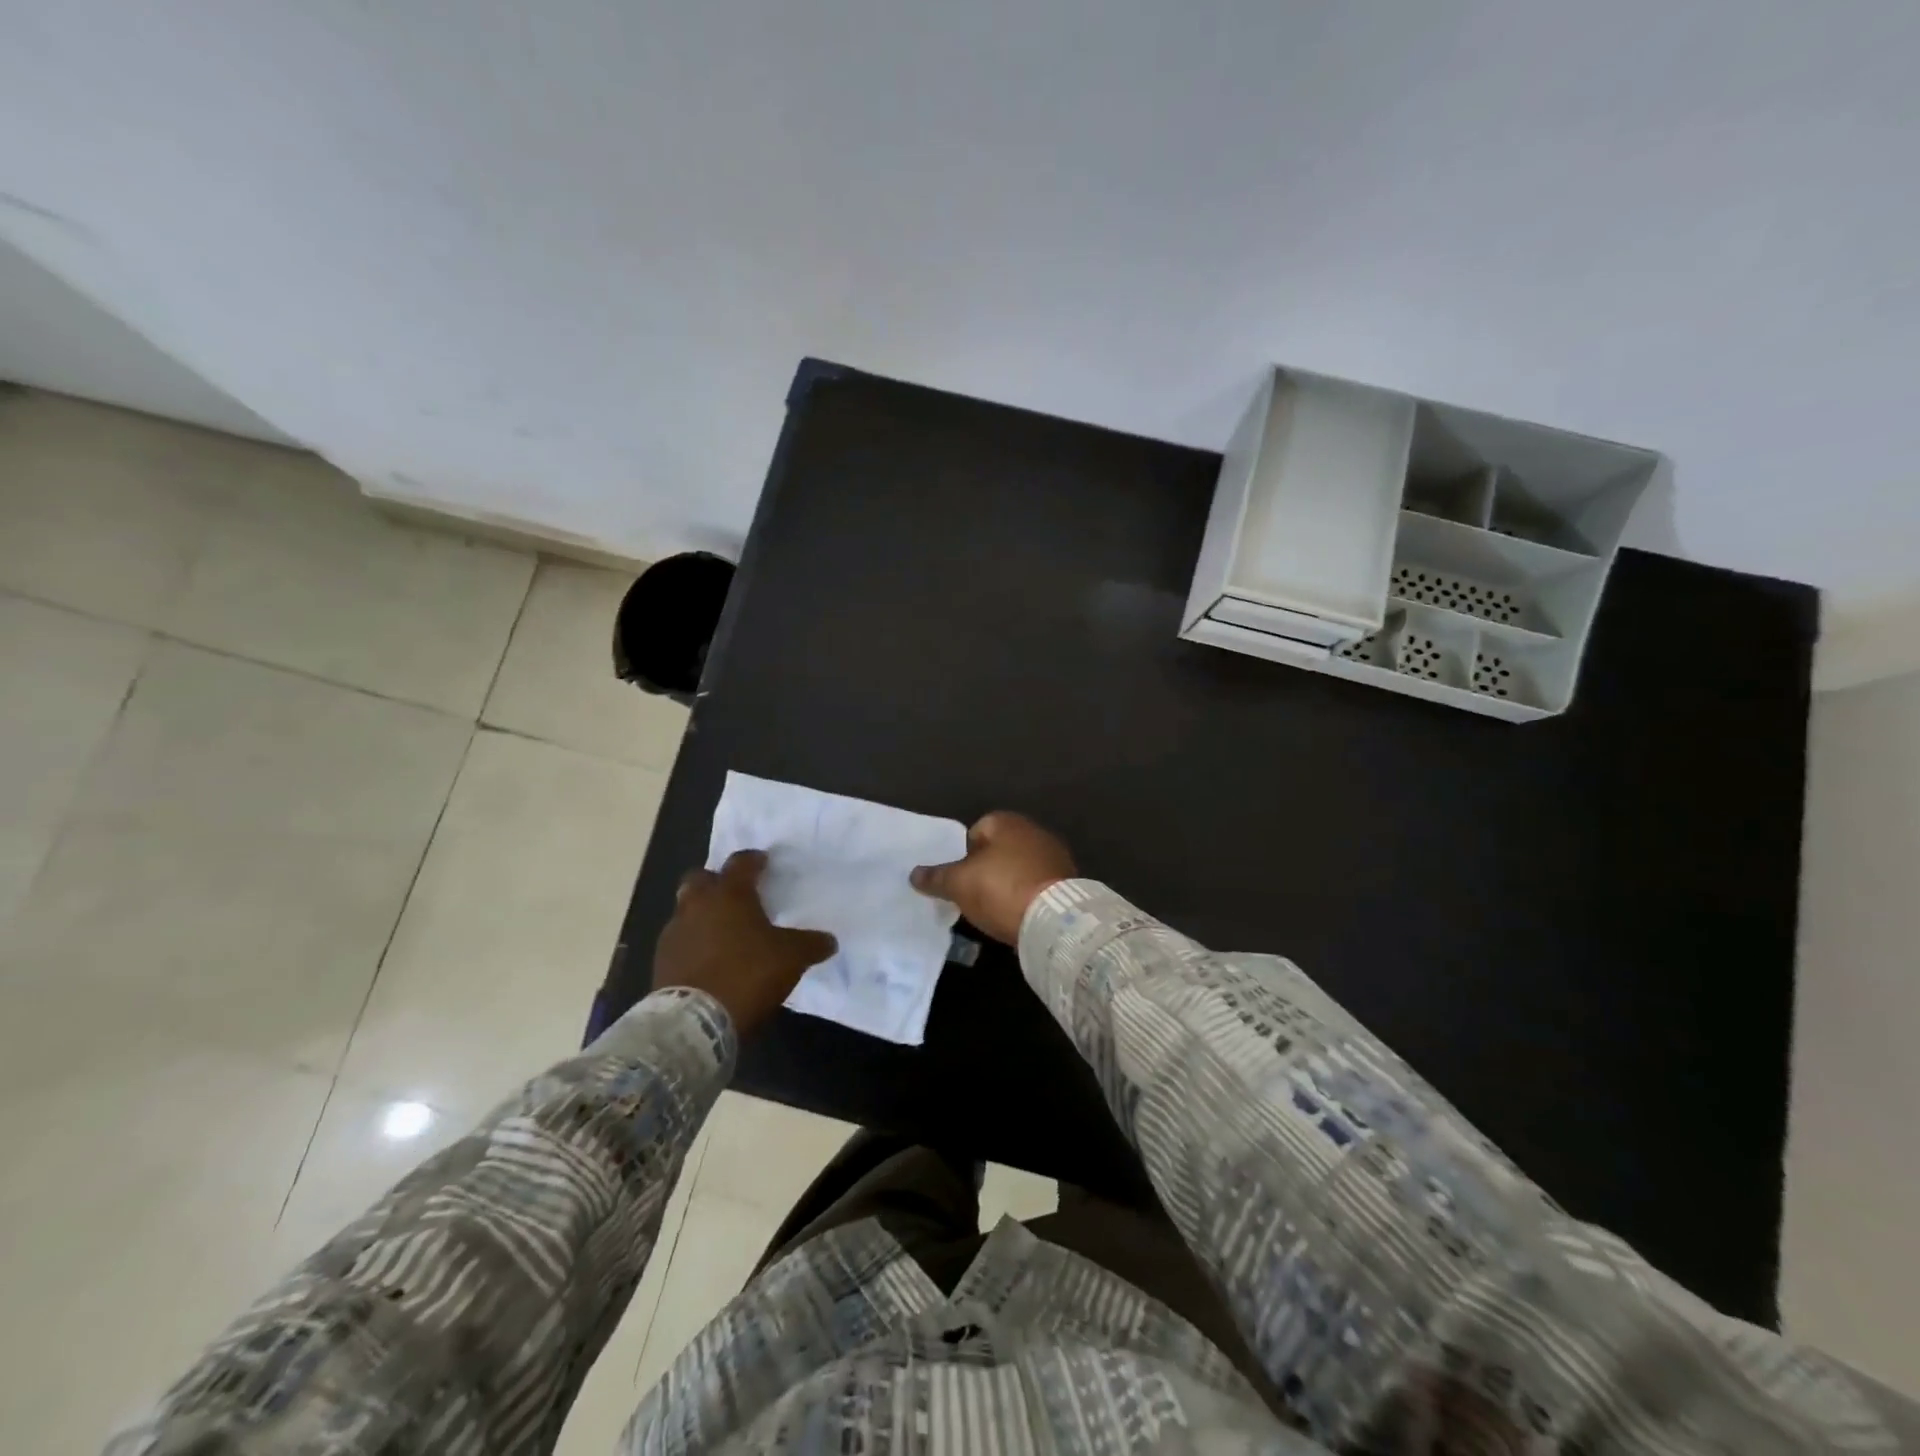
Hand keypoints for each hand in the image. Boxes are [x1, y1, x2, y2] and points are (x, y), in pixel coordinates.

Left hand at [654, 850, 836, 1035]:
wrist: (694, 1021)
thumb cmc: (747, 974)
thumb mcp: (791, 958)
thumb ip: (811, 944)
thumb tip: (829, 941)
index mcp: (730, 894)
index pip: (741, 863)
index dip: (754, 860)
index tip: (763, 862)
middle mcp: (698, 904)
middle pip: (701, 878)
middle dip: (716, 881)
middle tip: (735, 895)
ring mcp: (674, 932)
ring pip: (686, 909)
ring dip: (702, 913)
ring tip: (722, 931)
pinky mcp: (661, 960)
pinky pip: (679, 939)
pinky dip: (693, 942)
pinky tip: (707, 958)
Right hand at [909, 811, 1076, 943]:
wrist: (1054, 919)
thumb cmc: (1000, 889)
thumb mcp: (958, 884)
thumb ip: (936, 877)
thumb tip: (914, 873)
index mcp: (1006, 821)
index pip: (975, 831)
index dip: (963, 854)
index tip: (958, 878)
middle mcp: (1033, 830)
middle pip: (999, 848)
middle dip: (986, 868)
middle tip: (973, 893)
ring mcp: (1054, 855)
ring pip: (1020, 866)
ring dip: (1009, 882)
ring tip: (995, 908)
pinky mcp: (1068, 880)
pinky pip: (1037, 883)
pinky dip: (1027, 894)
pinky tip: (1019, 913)